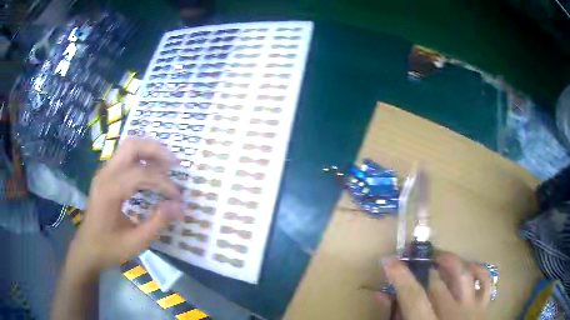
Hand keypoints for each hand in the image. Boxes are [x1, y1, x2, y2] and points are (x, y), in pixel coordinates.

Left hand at [68, 139, 183, 273]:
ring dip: (148, 151)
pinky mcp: (105, 175)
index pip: (141, 174)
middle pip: (132, 146)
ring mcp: (103, 172)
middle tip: (175, 164)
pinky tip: (150, 170)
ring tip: (166, 164)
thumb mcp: (136, 242)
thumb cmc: (109, 248)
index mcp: (110, 191)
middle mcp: (105, 175)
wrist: (87, 249)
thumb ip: (157, 223)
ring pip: (128, 147)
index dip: (163, 183)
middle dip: (156, 151)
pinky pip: (124, 156)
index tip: (178, 197)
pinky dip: (141, 158)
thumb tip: (179, 207)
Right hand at [377, 251, 490, 319]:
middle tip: (414, 258)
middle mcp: (453, 315)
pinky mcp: (484, 306)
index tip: (389, 260)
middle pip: (438, 282)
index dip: (401, 277)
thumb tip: (382, 295)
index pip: (414, 297)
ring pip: (464, 274)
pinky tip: (467, 266)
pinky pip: (485, 281)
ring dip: (450, 261)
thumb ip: (396, 316)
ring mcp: (473, 309)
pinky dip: (477, 269)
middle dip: (424, 266)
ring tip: (438, 256)